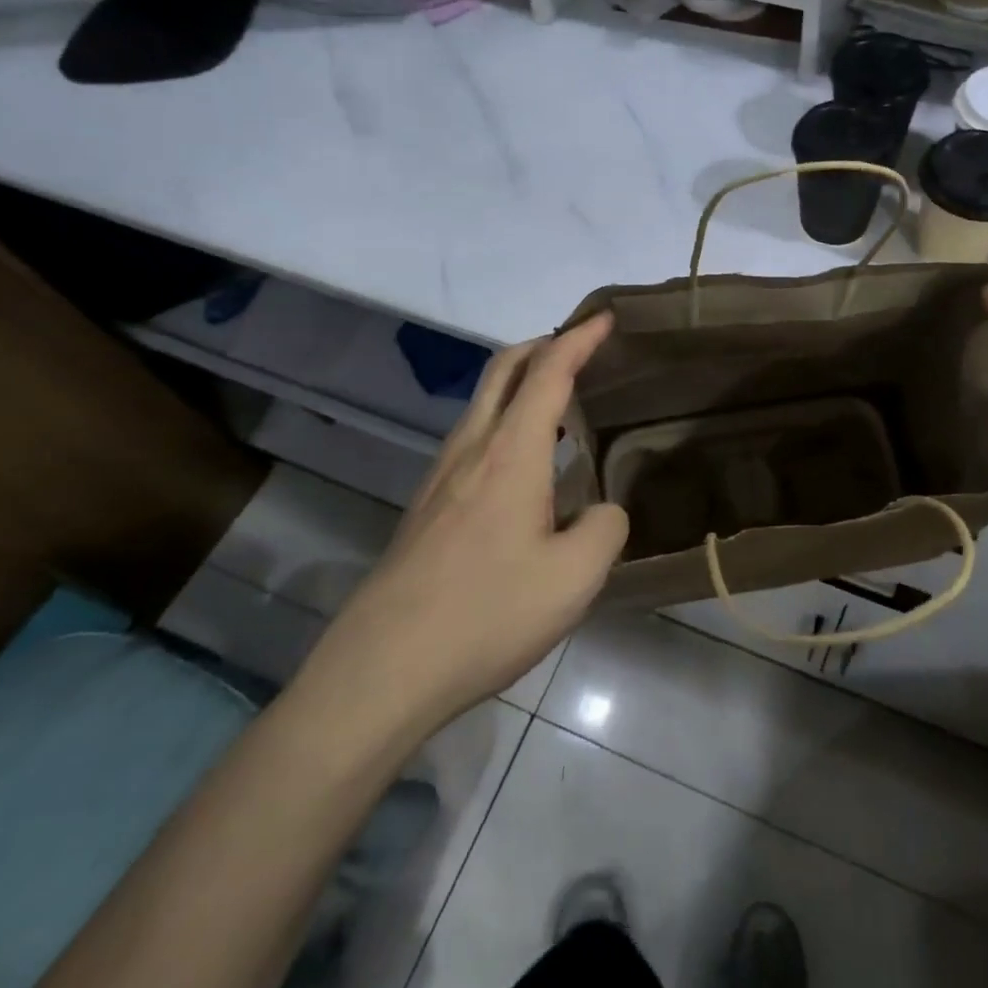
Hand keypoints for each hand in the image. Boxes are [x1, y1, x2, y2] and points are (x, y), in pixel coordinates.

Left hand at [297, 314, 627, 743]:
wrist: (382, 669)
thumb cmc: (486, 614)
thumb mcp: (575, 578)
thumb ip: (605, 529)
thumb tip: (601, 511)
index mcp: (511, 452)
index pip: (548, 371)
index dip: (579, 339)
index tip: (605, 318)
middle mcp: (472, 449)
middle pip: (504, 370)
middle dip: (544, 345)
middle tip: (581, 348)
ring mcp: (441, 476)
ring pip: (484, 403)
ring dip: (522, 384)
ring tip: (561, 405)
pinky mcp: (427, 505)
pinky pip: (474, 437)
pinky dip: (506, 421)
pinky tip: (526, 465)